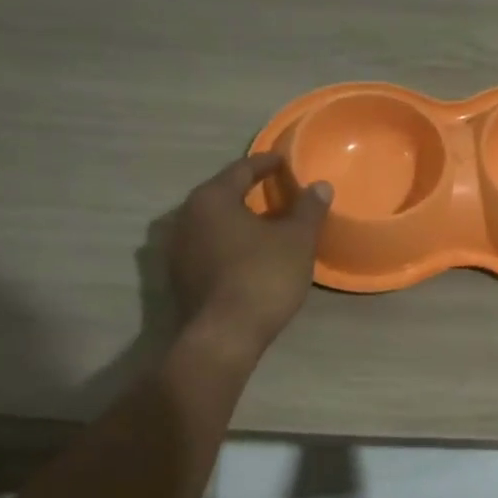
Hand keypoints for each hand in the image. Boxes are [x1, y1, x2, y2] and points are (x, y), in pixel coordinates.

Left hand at [168, 152, 331, 360]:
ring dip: (236, 220)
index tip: (283, 161)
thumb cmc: (262, 277)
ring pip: (211, 223)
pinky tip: (246, 254)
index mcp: (211, 198)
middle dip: (248, 192)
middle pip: (221, 195)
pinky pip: (206, 247)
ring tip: (263, 224)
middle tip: (275, 191)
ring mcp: (177, 249)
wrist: (224, 336)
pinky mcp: (179, 277)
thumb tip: (320, 185)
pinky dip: (226, 244)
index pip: (241, 169)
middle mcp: (185, 216)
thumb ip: (308, 209)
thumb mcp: (296, 240)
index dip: (265, 163)